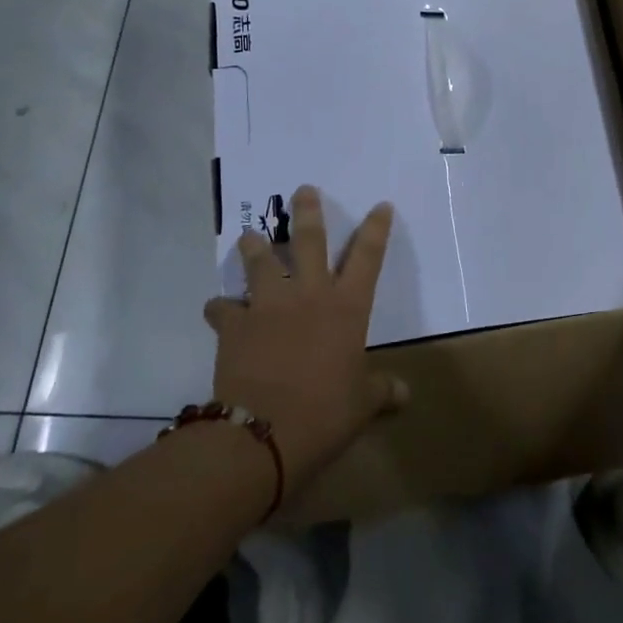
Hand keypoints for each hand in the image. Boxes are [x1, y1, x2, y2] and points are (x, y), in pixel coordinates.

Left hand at [204, 186, 407, 486]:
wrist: (264, 433)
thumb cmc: (325, 413)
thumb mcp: (362, 405)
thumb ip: (382, 392)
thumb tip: (405, 396)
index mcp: (347, 307)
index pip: (368, 257)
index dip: (376, 229)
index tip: (381, 205)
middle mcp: (309, 294)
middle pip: (309, 240)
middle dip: (308, 212)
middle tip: (303, 190)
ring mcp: (269, 305)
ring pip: (260, 262)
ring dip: (254, 247)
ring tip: (249, 236)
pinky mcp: (235, 324)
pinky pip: (223, 308)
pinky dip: (220, 308)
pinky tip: (217, 309)